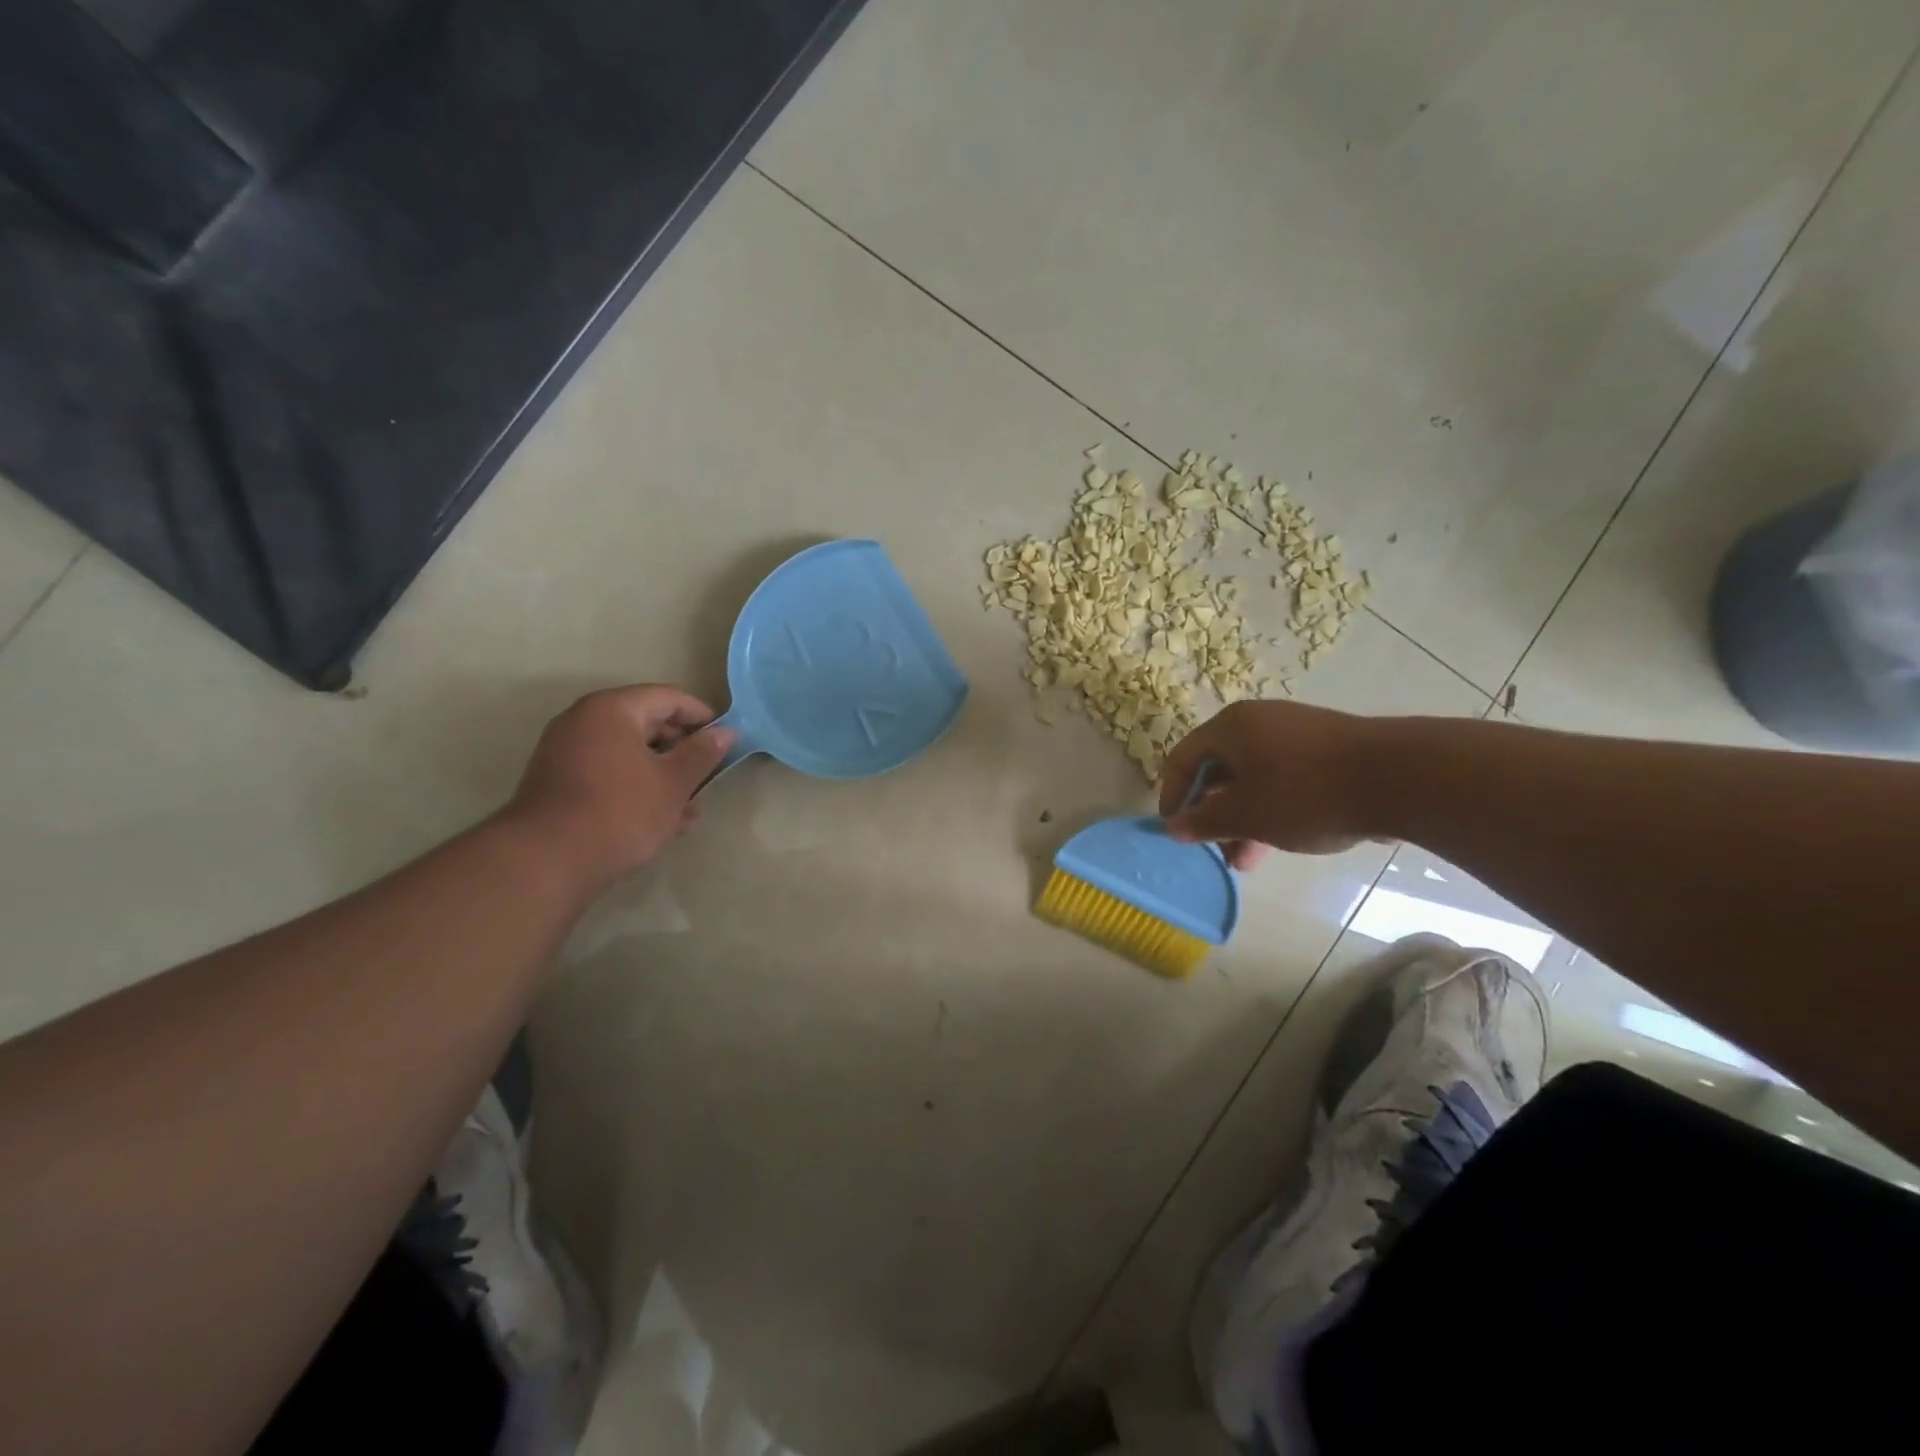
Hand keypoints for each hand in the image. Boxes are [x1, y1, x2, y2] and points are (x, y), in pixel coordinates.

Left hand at [501, 685, 733, 889]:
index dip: (702, 716)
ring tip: (690, 808)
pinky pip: (609, 774)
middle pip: (647, 723)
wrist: (546, 861)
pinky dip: (636, 788)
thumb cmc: (620, 811)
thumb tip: (725, 733)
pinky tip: (661, 821)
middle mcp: (584, 721)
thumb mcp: (673, 783)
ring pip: (629, 754)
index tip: (726, 741)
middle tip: (709, 776)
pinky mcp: (559, 784)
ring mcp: (566, 753)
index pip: (669, 697)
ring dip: (663, 775)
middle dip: (682, 750)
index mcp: (612, 710)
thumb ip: (702, 754)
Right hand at [1157, 700, 1378, 868]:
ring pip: (1253, 779)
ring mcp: (1296, 733)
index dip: (1172, 796)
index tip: (1177, 832)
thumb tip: (1173, 827)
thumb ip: (1204, 822)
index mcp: (1230, 727)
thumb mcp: (1246, 815)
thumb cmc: (1305, 793)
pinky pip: (1283, 778)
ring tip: (1246, 860)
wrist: (1400, 777)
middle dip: (1213, 815)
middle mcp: (1258, 722)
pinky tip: (1282, 840)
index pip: (1182, 759)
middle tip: (1215, 851)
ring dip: (1243, 819)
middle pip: (1219, 770)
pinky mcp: (1326, 750)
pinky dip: (1272, 808)